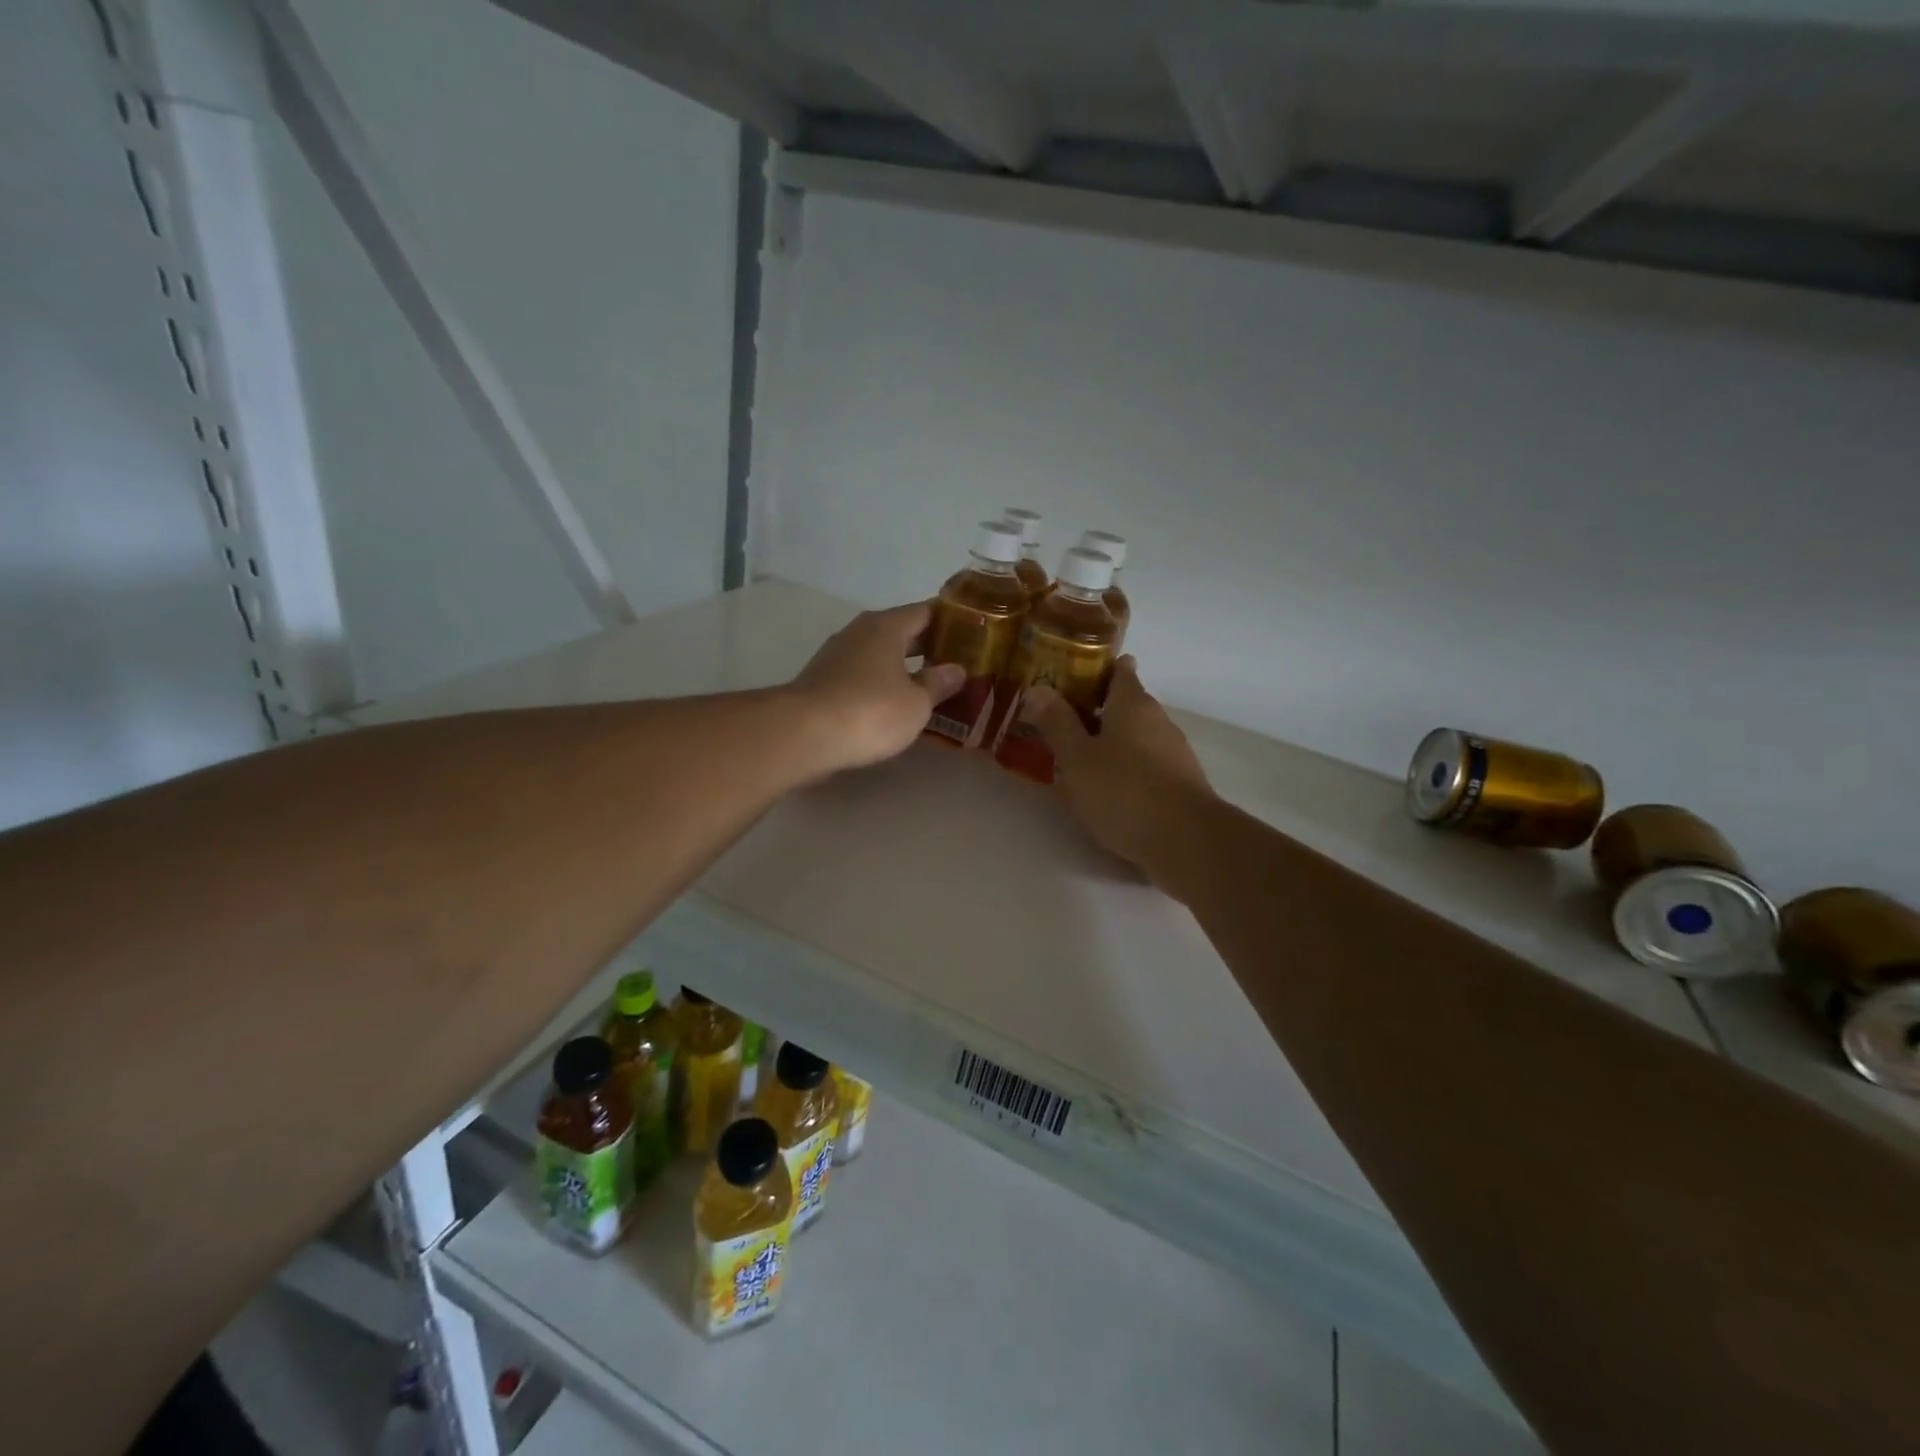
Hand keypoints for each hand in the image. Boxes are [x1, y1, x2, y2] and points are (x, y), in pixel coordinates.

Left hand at [790, 602, 966, 774]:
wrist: (803, 735)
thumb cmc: (870, 711)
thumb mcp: (916, 703)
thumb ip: (938, 684)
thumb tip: (956, 669)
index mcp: (886, 627)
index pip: (925, 611)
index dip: (950, 620)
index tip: (972, 630)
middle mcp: (859, 632)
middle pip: (901, 631)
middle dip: (928, 645)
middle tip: (958, 661)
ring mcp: (836, 656)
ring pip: (879, 654)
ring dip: (903, 666)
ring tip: (930, 684)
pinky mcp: (822, 681)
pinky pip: (863, 675)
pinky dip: (881, 683)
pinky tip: (895, 702)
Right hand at [1023, 657, 1214, 874]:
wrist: (1186, 841)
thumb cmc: (1124, 791)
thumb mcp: (1078, 758)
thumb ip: (1058, 724)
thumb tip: (1038, 689)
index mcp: (1132, 704)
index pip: (1119, 670)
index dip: (1096, 668)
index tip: (1071, 674)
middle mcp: (1158, 720)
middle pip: (1127, 704)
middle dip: (1097, 709)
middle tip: (1061, 719)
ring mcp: (1174, 752)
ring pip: (1137, 736)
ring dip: (1111, 741)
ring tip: (1078, 756)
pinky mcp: (1181, 783)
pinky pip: (1146, 764)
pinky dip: (1126, 768)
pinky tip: (1106, 789)